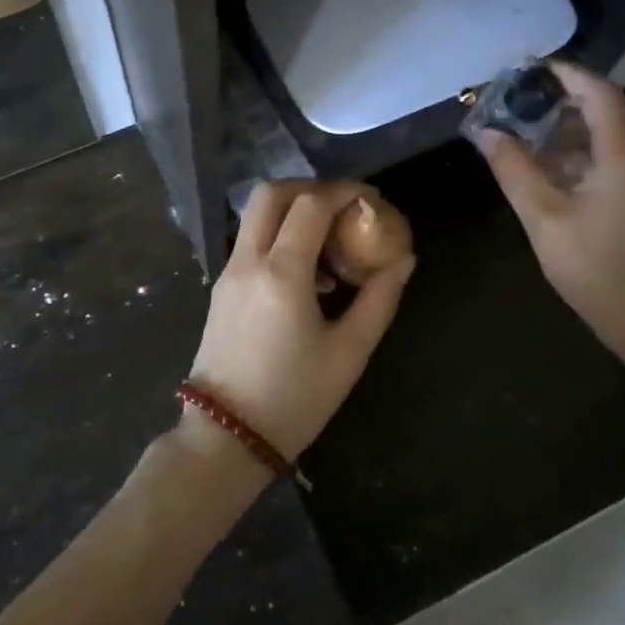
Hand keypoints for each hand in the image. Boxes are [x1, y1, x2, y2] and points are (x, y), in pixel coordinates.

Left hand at [187, 181, 416, 460]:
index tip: (372, 200)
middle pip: (270, 194)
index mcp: (281, 273)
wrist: (226, 436)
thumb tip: (404, 260)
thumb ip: (379, 299)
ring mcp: (228, 272)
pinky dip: (278, 236)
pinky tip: (308, 274)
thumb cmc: (295, 398)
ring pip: (255, 215)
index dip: (344, 192)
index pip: (311, 205)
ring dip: (292, 211)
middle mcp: (248, 261)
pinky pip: (250, 242)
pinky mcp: (220, 288)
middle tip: (344, 207)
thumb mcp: (349, 352)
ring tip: (331, 242)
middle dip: (310, 188)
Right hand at [474, 63, 624, 404]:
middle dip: (555, 99)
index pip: (598, 92)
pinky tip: (541, 165)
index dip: (564, 74)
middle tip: (509, 100)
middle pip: (602, 109)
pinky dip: (573, 151)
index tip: (523, 68)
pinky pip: (606, 157)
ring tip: (517, 128)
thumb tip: (486, 132)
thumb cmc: (599, 271)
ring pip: (603, 134)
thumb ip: (515, 171)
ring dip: (562, 127)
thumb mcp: (545, 220)